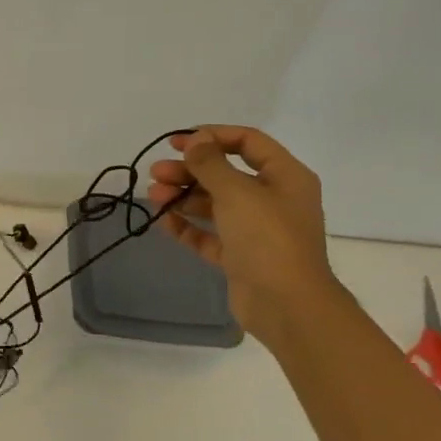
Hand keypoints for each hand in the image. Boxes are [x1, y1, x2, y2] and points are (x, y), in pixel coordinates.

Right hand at [146, 125, 341, 342]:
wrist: (286, 304)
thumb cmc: (267, 238)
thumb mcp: (237, 192)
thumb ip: (210, 164)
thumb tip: (195, 139)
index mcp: (285, 177)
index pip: (248, 142)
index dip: (212, 136)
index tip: (177, 142)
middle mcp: (273, 199)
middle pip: (226, 174)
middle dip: (189, 171)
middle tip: (157, 173)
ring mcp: (256, 230)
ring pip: (214, 204)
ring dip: (183, 197)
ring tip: (154, 197)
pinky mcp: (240, 256)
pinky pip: (209, 234)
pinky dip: (187, 226)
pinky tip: (163, 221)